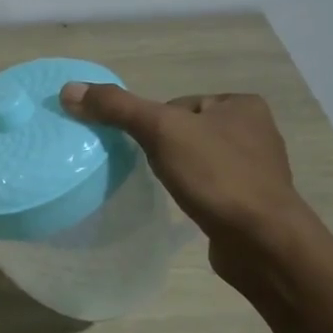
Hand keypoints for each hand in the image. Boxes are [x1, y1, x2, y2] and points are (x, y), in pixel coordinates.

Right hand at [60, 83, 315, 283]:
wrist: (263, 241)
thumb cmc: (216, 176)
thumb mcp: (161, 131)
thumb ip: (117, 108)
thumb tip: (69, 90)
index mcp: (241, 104)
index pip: (177, 105)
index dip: (152, 125)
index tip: (145, 149)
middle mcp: (255, 131)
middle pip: (185, 132)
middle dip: (164, 149)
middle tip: (150, 170)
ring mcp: (256, 169)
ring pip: (197, 160)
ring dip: (179, 172)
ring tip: (168, 189)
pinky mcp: (251, 202)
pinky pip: (210, 187)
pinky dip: (194, 194)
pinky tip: (187, 206)